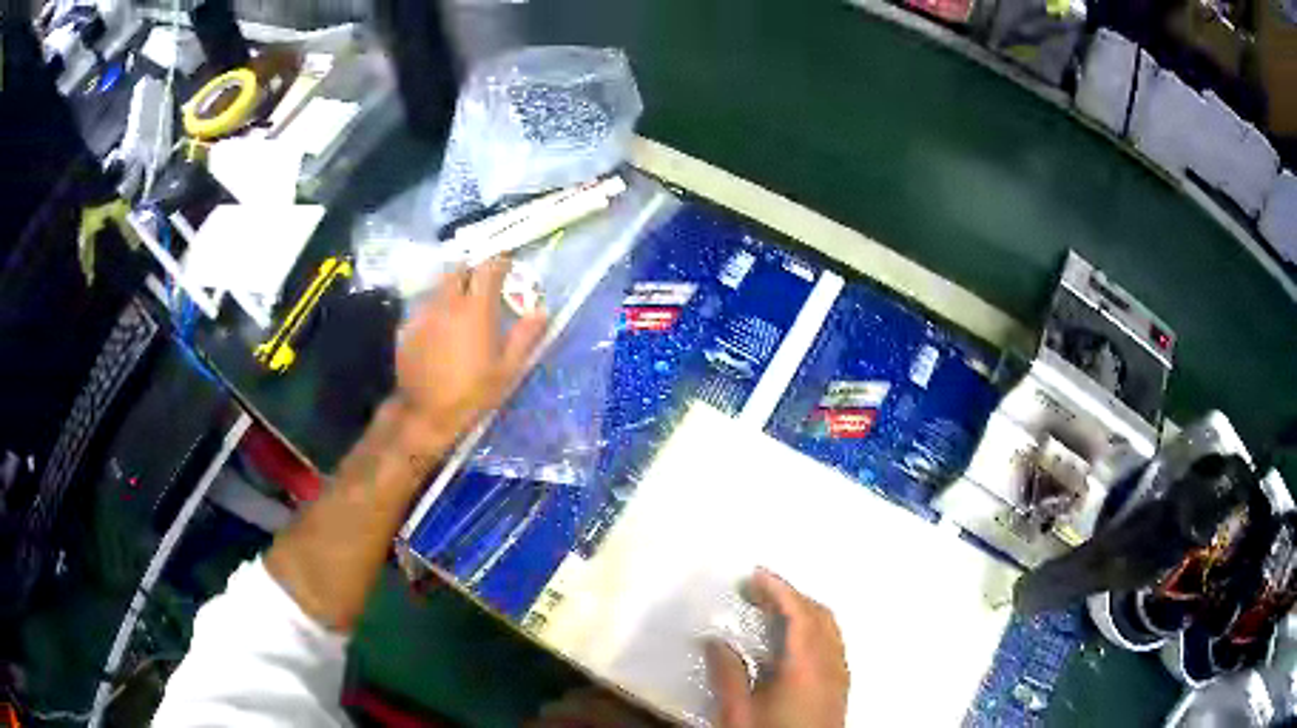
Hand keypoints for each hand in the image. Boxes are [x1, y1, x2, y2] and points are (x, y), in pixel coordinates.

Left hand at [394, 256, 547, 448]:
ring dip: (454, 287)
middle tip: (484, 284)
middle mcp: (448, 303)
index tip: (508, 265)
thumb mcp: (507, 370)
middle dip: (473, 270)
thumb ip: (525, 336)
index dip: (500, 262)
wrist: (426, 413)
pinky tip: (441, 329)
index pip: (488, 268)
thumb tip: (542, 310)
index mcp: (476, 310)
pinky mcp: (408, 327)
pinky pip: (426, 306)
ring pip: (440, 286)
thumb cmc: (472, 393)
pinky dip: (437, 308)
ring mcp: (424, 313)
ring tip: (462, 306)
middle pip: (460, 270)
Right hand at [706, 570, 848, 727]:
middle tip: (757, 590)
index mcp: (806, 665)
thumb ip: (728, 674)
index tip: (754, 574)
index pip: (798, 613)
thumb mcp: (738, 713)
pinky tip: (791, 642)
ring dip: (804, 610)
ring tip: (772, 610)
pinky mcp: (841, 686)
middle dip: (790, 595)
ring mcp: (840, 674)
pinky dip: (813, 628)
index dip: (778, 589)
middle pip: (819, 614)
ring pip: (830, 628)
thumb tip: (715, 640)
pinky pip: (833, 643)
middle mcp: (831, 663)